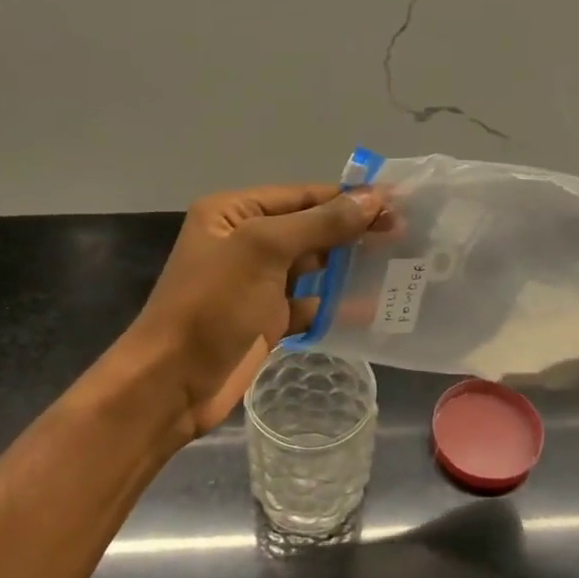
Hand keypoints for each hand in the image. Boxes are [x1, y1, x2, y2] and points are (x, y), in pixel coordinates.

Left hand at [124, 184, 381, 437]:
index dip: (348, 198)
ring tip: (398, 262)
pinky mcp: (267, 319)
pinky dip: (336, 304)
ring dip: (349, 265)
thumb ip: (319, 223)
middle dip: (353, 230)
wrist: (173, 381)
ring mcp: (256, 283)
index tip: (397, 202)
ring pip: (312, 266)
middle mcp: (245, 241)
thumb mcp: (264, 250)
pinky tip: (372, 304)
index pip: (301, 196)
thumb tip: (372, 199)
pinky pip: (310, 303)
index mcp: (234, 212)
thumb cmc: (212, 304)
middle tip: (406, 233)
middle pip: (309, 228)